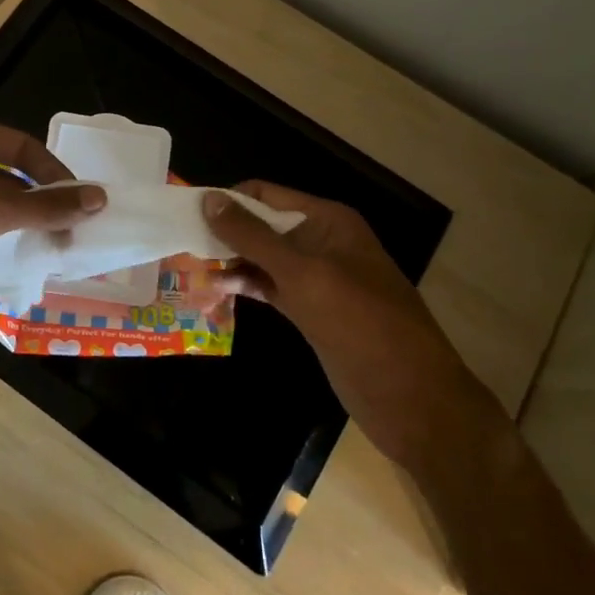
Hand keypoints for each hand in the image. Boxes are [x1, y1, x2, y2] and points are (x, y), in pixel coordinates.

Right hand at [204, 183, 501, 470]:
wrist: (414, 400)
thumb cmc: (361, 325)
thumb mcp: (303, 275)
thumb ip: (254, 237)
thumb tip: (209, 199)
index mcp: (328, 221)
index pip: (266, 195)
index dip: (227, 201)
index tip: (185, 215)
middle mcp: (322, 242)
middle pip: (263, 225)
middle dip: (225, 233)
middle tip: (180, 245)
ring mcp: (319, 279)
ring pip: (265, 259)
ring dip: (232, 262)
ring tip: (191, 270)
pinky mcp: (314, 311)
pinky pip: (273, 288)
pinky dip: (247, 287)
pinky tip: (218, 292)